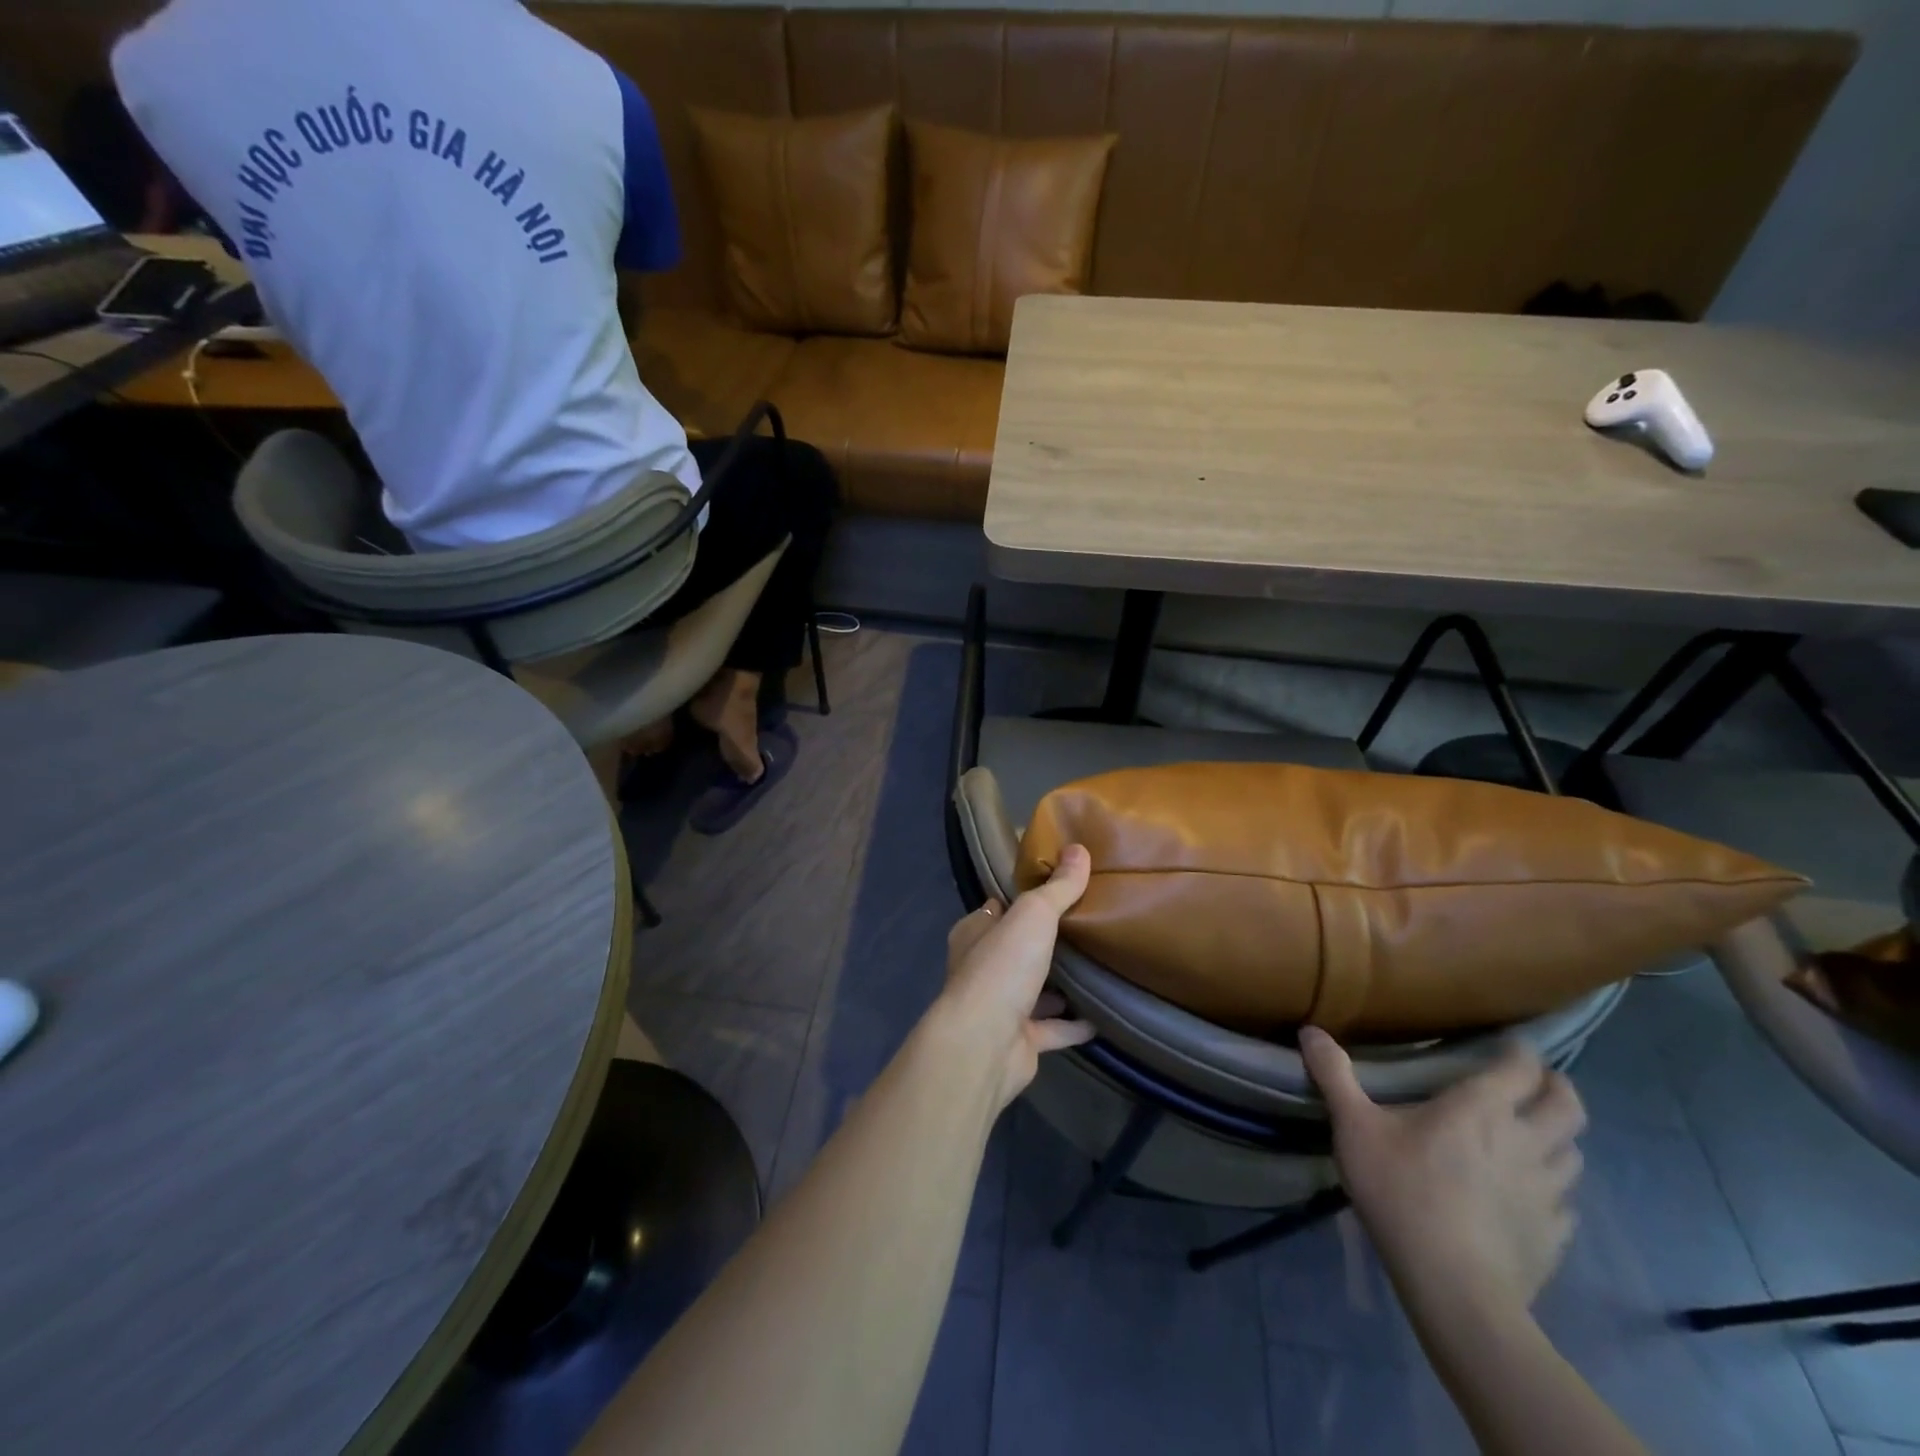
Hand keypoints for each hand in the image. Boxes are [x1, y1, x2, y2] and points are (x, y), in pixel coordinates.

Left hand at [935, 844, 1095, 1111]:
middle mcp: (982, 969)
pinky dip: (1073, 1025)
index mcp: (974, 934)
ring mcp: (999, 1008)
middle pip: (1016, 949)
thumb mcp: (1033, 915)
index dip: (1020, 899)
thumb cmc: (1001, 968)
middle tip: (1085, 926)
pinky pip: (1053, 1029)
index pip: (996, 909)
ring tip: (1097, 967)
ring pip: (1033, 990)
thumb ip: (1058, 888)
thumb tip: (1079, 848)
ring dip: (1059, 985)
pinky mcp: (1019, 1042)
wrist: (984, 1044)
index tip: (1054, 890)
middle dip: (1044, 942)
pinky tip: (1102, 1016)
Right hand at [1301, 1027, 1586, 1319]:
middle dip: (1556, 1089)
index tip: (1508, 1045)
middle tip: (1532, 1084)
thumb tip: (1310, 1031)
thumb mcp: (1354, 1127)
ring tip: (1533, 1137)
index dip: (1520, 1052)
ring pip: (1575, 1153)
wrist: (1454, 1288)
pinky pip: (1568, 1203)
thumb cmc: (1401, 1192)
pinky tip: (1529, 1195)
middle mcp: (1526, 1142)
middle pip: (1568, 1107)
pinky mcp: (1555, 1235)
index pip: (1521, 1068)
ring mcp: (1549, 1192)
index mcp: (1481, 1109)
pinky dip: (1555, 1189)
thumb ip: (1334, 1076)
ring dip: (1559, 1138)